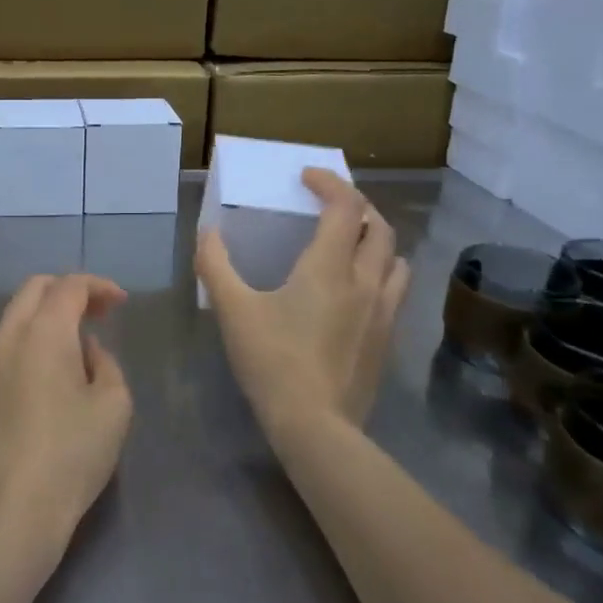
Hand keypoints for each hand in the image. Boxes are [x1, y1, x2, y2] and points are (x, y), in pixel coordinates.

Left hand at [0, 275, 132, 567]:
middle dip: (67, 292)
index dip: (98, 286)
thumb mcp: (113, 407)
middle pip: (33, 291)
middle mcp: (5, 338)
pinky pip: (2, 352)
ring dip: (44, 320)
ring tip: (74, 350)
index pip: (69, 286)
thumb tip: (85, 350)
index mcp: (42, 332)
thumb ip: (104, 364)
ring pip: (13, 320)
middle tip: (97, 313)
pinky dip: (27, 347)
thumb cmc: (70, 455)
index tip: (120, 303)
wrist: (8, 513)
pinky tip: (45, 382)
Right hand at [197, 168, 409, 442]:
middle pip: (379, 226)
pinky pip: (395, 289)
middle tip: (329, 206)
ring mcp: (383, 311)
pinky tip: (358, 289)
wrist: (315, 424)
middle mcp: (366, 281)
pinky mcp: (387, 338)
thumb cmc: (271, 360)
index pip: (346, 206)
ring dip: (376, 239)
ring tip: (351, 243)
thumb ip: (215, 265)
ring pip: (395, 258)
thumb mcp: (232, 310)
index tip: (307, 177)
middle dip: (357, 206)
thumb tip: (207, 232)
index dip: (330, 183)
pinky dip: (381, 272)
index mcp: (330, 267)